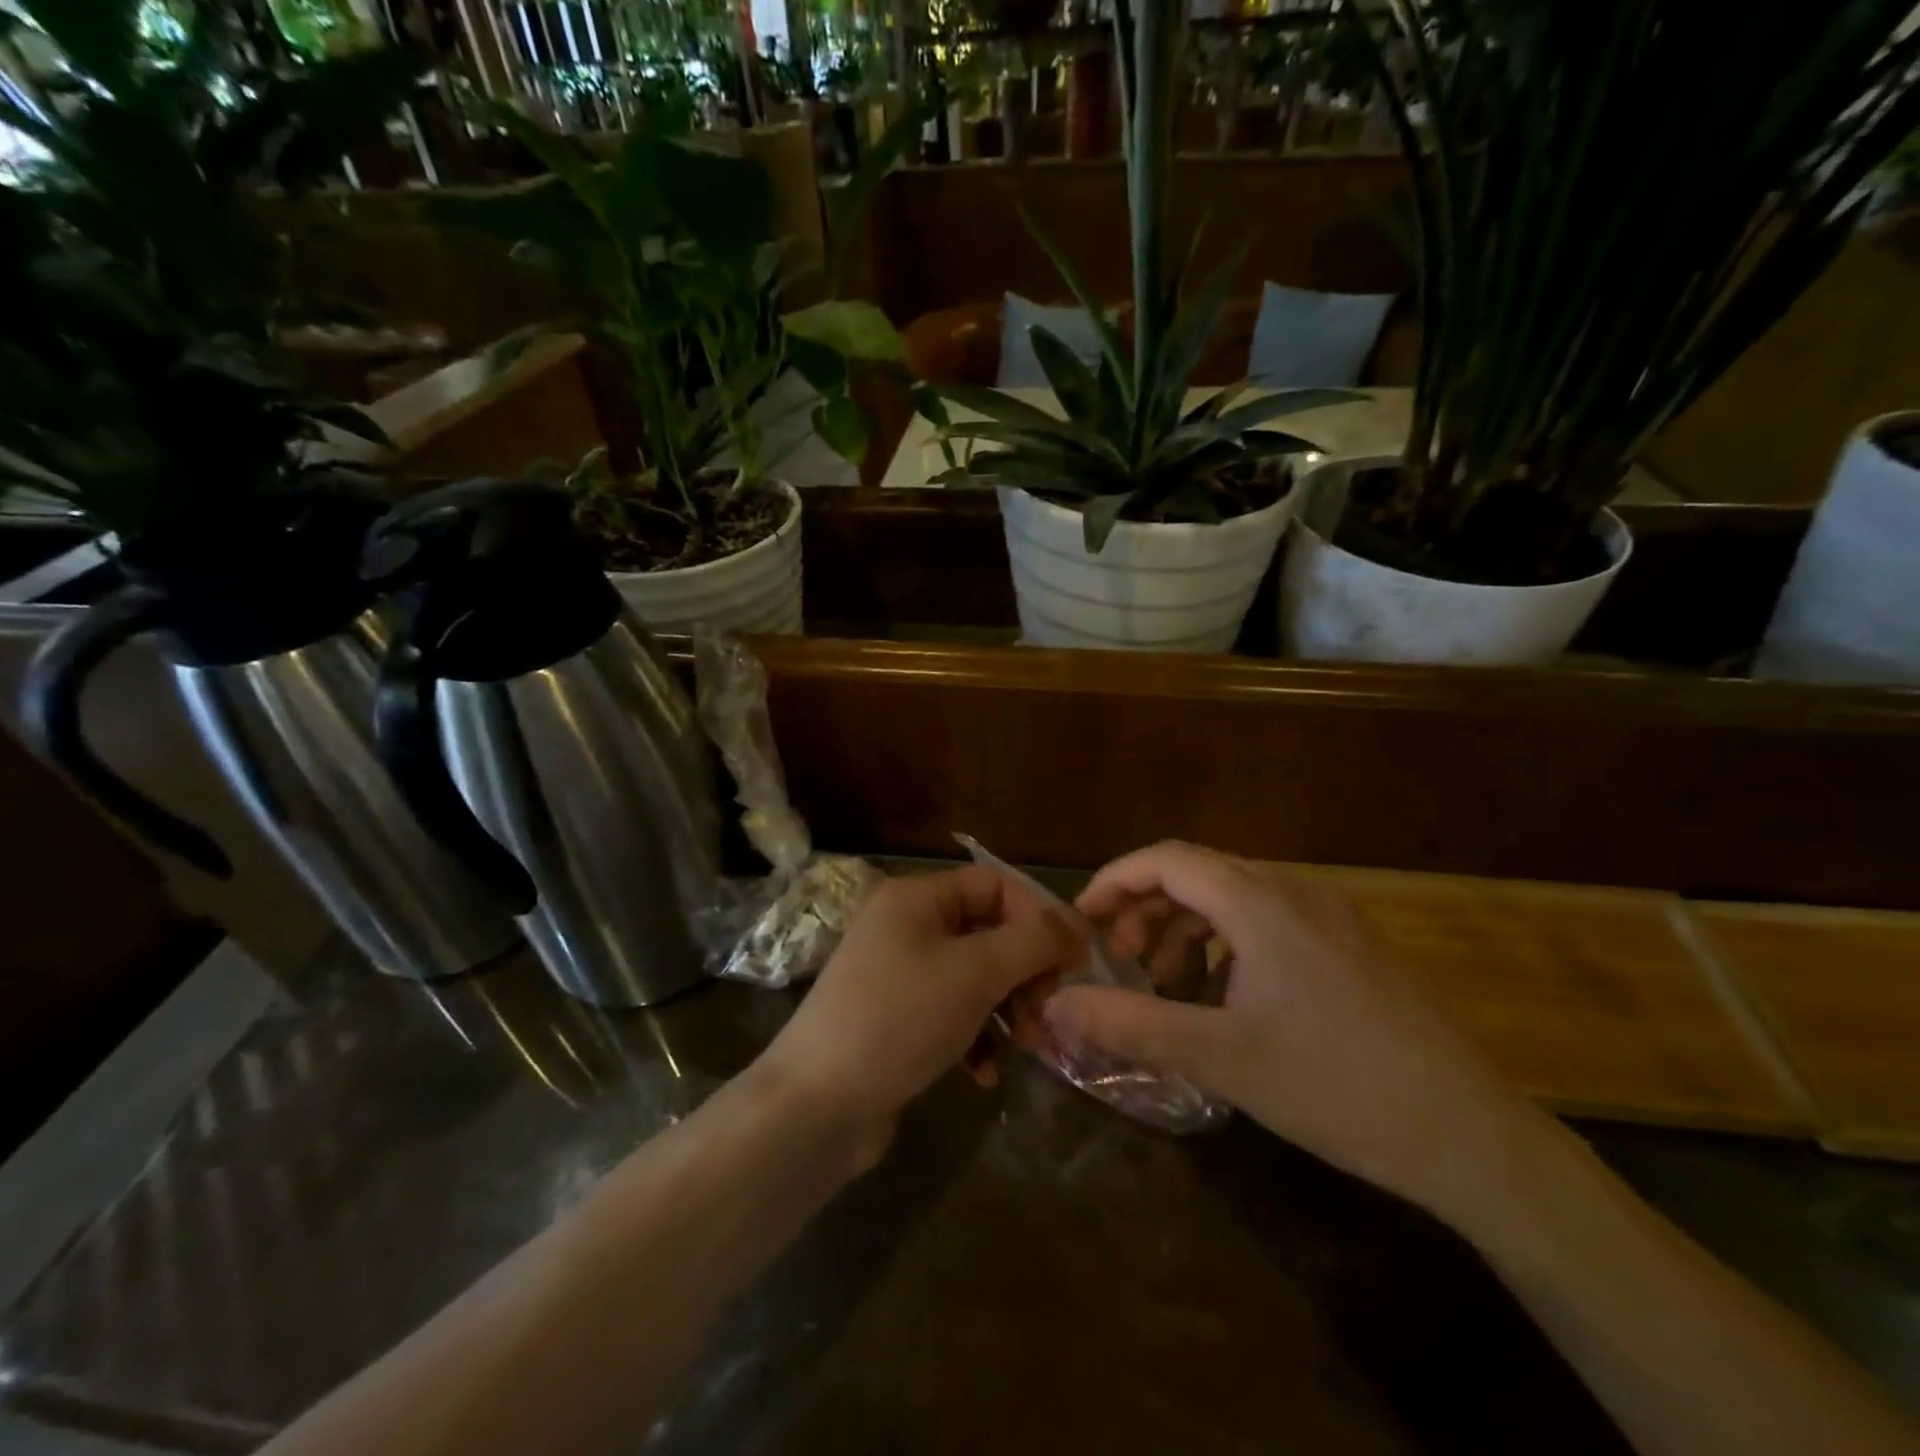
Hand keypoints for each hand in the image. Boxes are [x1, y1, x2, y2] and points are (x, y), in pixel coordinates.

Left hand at [754, 866, 1077, 1168]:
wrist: (816, 1106)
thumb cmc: (900, 1019)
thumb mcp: (975, 972)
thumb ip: (1033, 942)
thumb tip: (1077, 925)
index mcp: (916, 898)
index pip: (994, 885)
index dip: (1038, 916)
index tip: (1072, 962)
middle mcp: (904, 926)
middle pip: (987, 931)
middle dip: (1024, 970)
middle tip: (1047, 1010)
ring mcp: (896, 975)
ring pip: (973, 977)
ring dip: (1006, 1007)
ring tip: (1025, 1044)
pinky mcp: (894, 1020)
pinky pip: (950, 1014)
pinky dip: (975, 1037)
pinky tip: (984, 1074)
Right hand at [1044, 842, 1554, 1224]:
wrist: (1471, 1137)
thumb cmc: (1336, 1087)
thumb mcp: (1221, 1058)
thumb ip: (1131, 1025)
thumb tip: (1058, 1004)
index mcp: (1261, 904)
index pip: (1166, 859)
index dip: (1115, 880)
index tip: (1082, 920)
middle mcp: (1296, 892)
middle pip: (1199, 873)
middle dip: (1148, 909)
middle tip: (1123, 962)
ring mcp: (1332, 917)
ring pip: (1235, 897)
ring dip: (1188, 928)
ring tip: (1169, 985)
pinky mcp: (1352, 946)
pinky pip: (1269, 922)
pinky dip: (1228, 944)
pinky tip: (1228, 999)